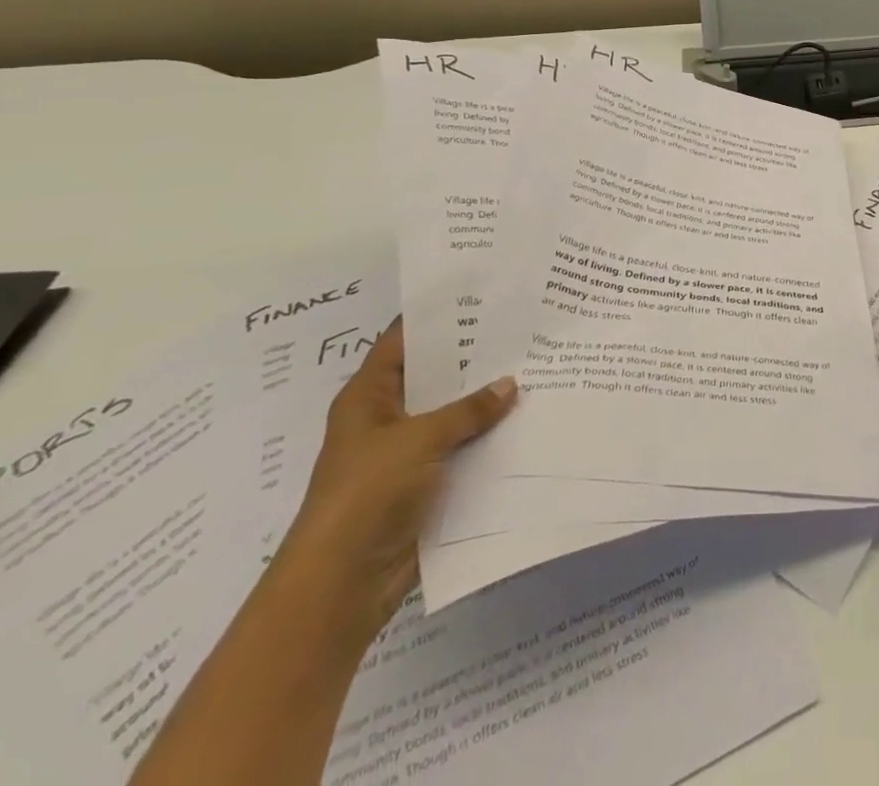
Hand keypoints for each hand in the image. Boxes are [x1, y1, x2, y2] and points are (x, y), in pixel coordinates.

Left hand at [277, 319, 516, 638]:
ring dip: (486, 401)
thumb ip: (468, 409)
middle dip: (474, 357)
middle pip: (434, 376)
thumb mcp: (419, 439)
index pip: (403, 340)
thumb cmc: (367, 494)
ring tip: (537, 368)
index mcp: (369, 397)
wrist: (341, 586)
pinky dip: (488, 439)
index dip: (437, 316)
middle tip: (523, 328)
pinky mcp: (425, 485)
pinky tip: (527, 421)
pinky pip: (462, 451)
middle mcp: (387, 418)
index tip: (481, 293)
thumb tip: (510, 384)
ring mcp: (406, 454)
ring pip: (453, 415)